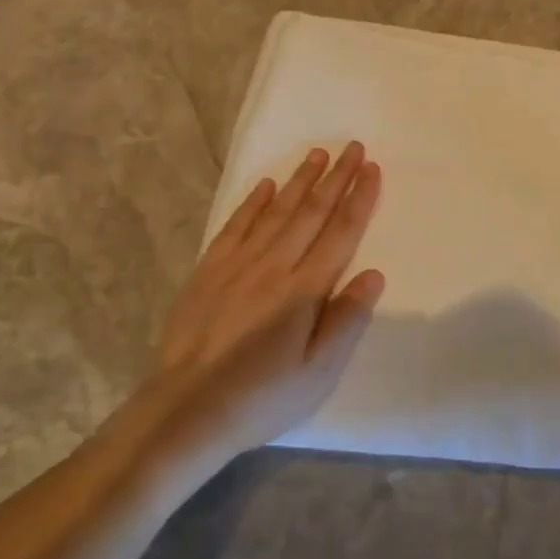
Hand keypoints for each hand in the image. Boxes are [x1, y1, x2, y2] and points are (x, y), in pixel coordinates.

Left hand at [141, 142, 384, 467]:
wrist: (186, 411)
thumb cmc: (263, 397)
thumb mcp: (319, 372)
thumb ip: (347, 321)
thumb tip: (374, 274)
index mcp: (305, 290)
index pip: (340, 233)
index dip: (359, 199)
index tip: (372, 169)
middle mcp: (274, 266)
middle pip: (311, 212)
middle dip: (335, 178)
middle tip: (353, 147)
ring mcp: (237, 265)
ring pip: (276, 211)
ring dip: (300, 180)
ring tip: (318, 154)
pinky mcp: (208, 272)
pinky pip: (235, 227)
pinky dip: (252, 203)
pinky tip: (266, 185)